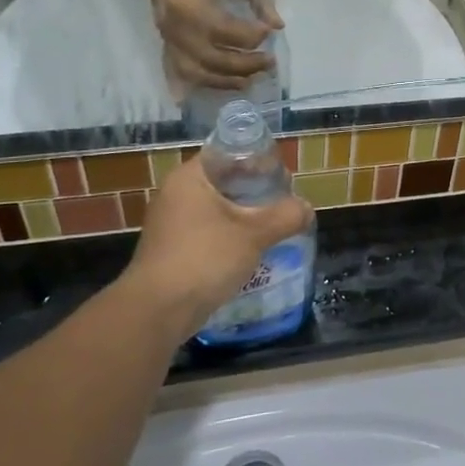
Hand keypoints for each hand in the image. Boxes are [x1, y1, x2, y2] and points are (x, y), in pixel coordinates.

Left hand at [124, 157, 313, 337]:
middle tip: (283, 201)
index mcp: (190, 177)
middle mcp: (176, 193)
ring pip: (216, 209)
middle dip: (255, 191)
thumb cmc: (204, 258)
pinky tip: (251, 249)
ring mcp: (170, 223)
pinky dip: (229, 235)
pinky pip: (208, 231)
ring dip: (244, 215)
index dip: (258, 161)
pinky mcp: (171, 249)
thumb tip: (307, 208)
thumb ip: (285, 216)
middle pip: (224, 182)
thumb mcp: (253, 234)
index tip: (282, 176)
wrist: (157, 311)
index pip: (228, 154)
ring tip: (273, 225)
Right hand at [142, 0, 282, 91]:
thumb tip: (277, 26)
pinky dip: (201, 83)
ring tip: (250, 81)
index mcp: (191, 7)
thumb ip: (259, 1)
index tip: (270, 33)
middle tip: (269, 62)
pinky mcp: (166, 43)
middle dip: (246, 65)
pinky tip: (222, 86)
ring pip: (197, 73)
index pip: (227, 32)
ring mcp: (168, 38)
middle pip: (214, 60)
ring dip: (226, 81)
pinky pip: (181, 72)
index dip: (253, 36)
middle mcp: (177, 29)